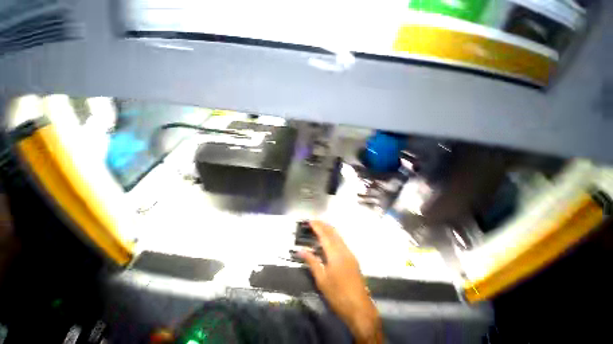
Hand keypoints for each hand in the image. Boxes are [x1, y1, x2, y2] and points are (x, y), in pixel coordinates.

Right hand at [299, 221, 382, 343]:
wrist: (359, 307)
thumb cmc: (338, 294)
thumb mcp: (321, 279)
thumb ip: (312, 262)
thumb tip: (301, 250)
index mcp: (335, 253)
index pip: (324, 235)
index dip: (317, 226)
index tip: (310, 221)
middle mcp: (343, 249)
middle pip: (333, 232)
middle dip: (323, 224)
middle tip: (313, 222)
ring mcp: (350, 253)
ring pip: (338, 235)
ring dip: (329, 229)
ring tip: (319, 227)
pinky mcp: (352, 258)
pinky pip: (341, 241)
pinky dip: (334, 236)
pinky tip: (329, 239)